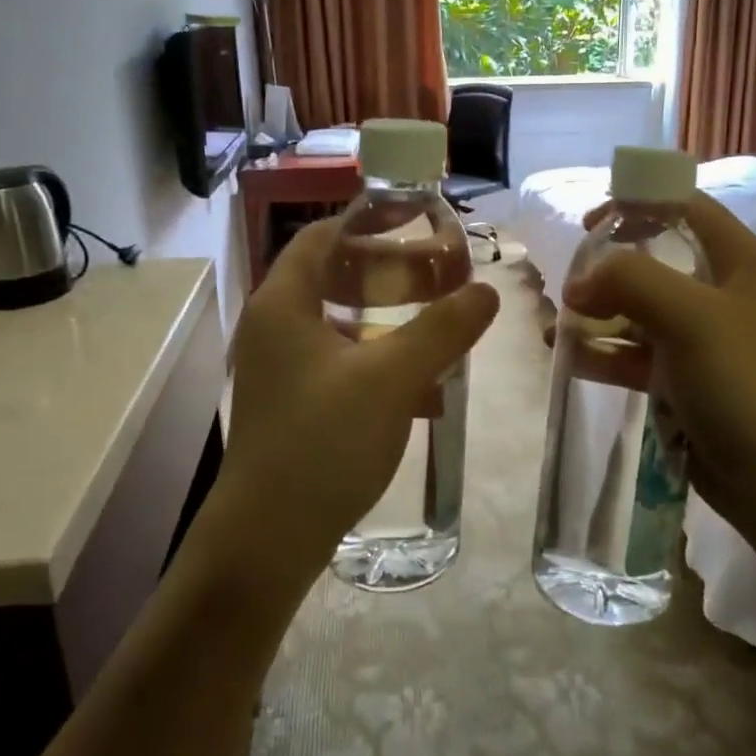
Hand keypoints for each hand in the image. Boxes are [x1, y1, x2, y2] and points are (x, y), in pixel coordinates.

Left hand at [213, 219, 499, 588]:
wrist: (270, 537)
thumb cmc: (323, 441)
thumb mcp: (392, 378)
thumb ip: (442, 329)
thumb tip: (486, 290)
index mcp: (283, 304)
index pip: (322, 236)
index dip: (367, 221)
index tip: (415, 219)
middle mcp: (272, 327)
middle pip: (331, 276)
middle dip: (387, 271)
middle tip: (438, 272)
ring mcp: (279, 369)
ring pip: (338, 323)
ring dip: (386, 318)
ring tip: (436, 323)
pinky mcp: (290, 404)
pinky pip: (338, 362)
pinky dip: (376, 359)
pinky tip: (419, 386)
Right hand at [562, 192, 755, 540]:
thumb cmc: (743, 382)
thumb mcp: (690, 316)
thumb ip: (630, 280)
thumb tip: (578, 285)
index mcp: (738, 261)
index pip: (684, 208)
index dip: (636, 204)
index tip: (588, 225)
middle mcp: (722, 292)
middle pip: (655, 259)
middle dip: (606, 268)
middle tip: (568, 285)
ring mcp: (702, 339)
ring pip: (639, 310)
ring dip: (598, 314)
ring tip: (555, 326)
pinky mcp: (685, 378)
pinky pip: (636, 353)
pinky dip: (604, 352)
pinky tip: (569, 357)